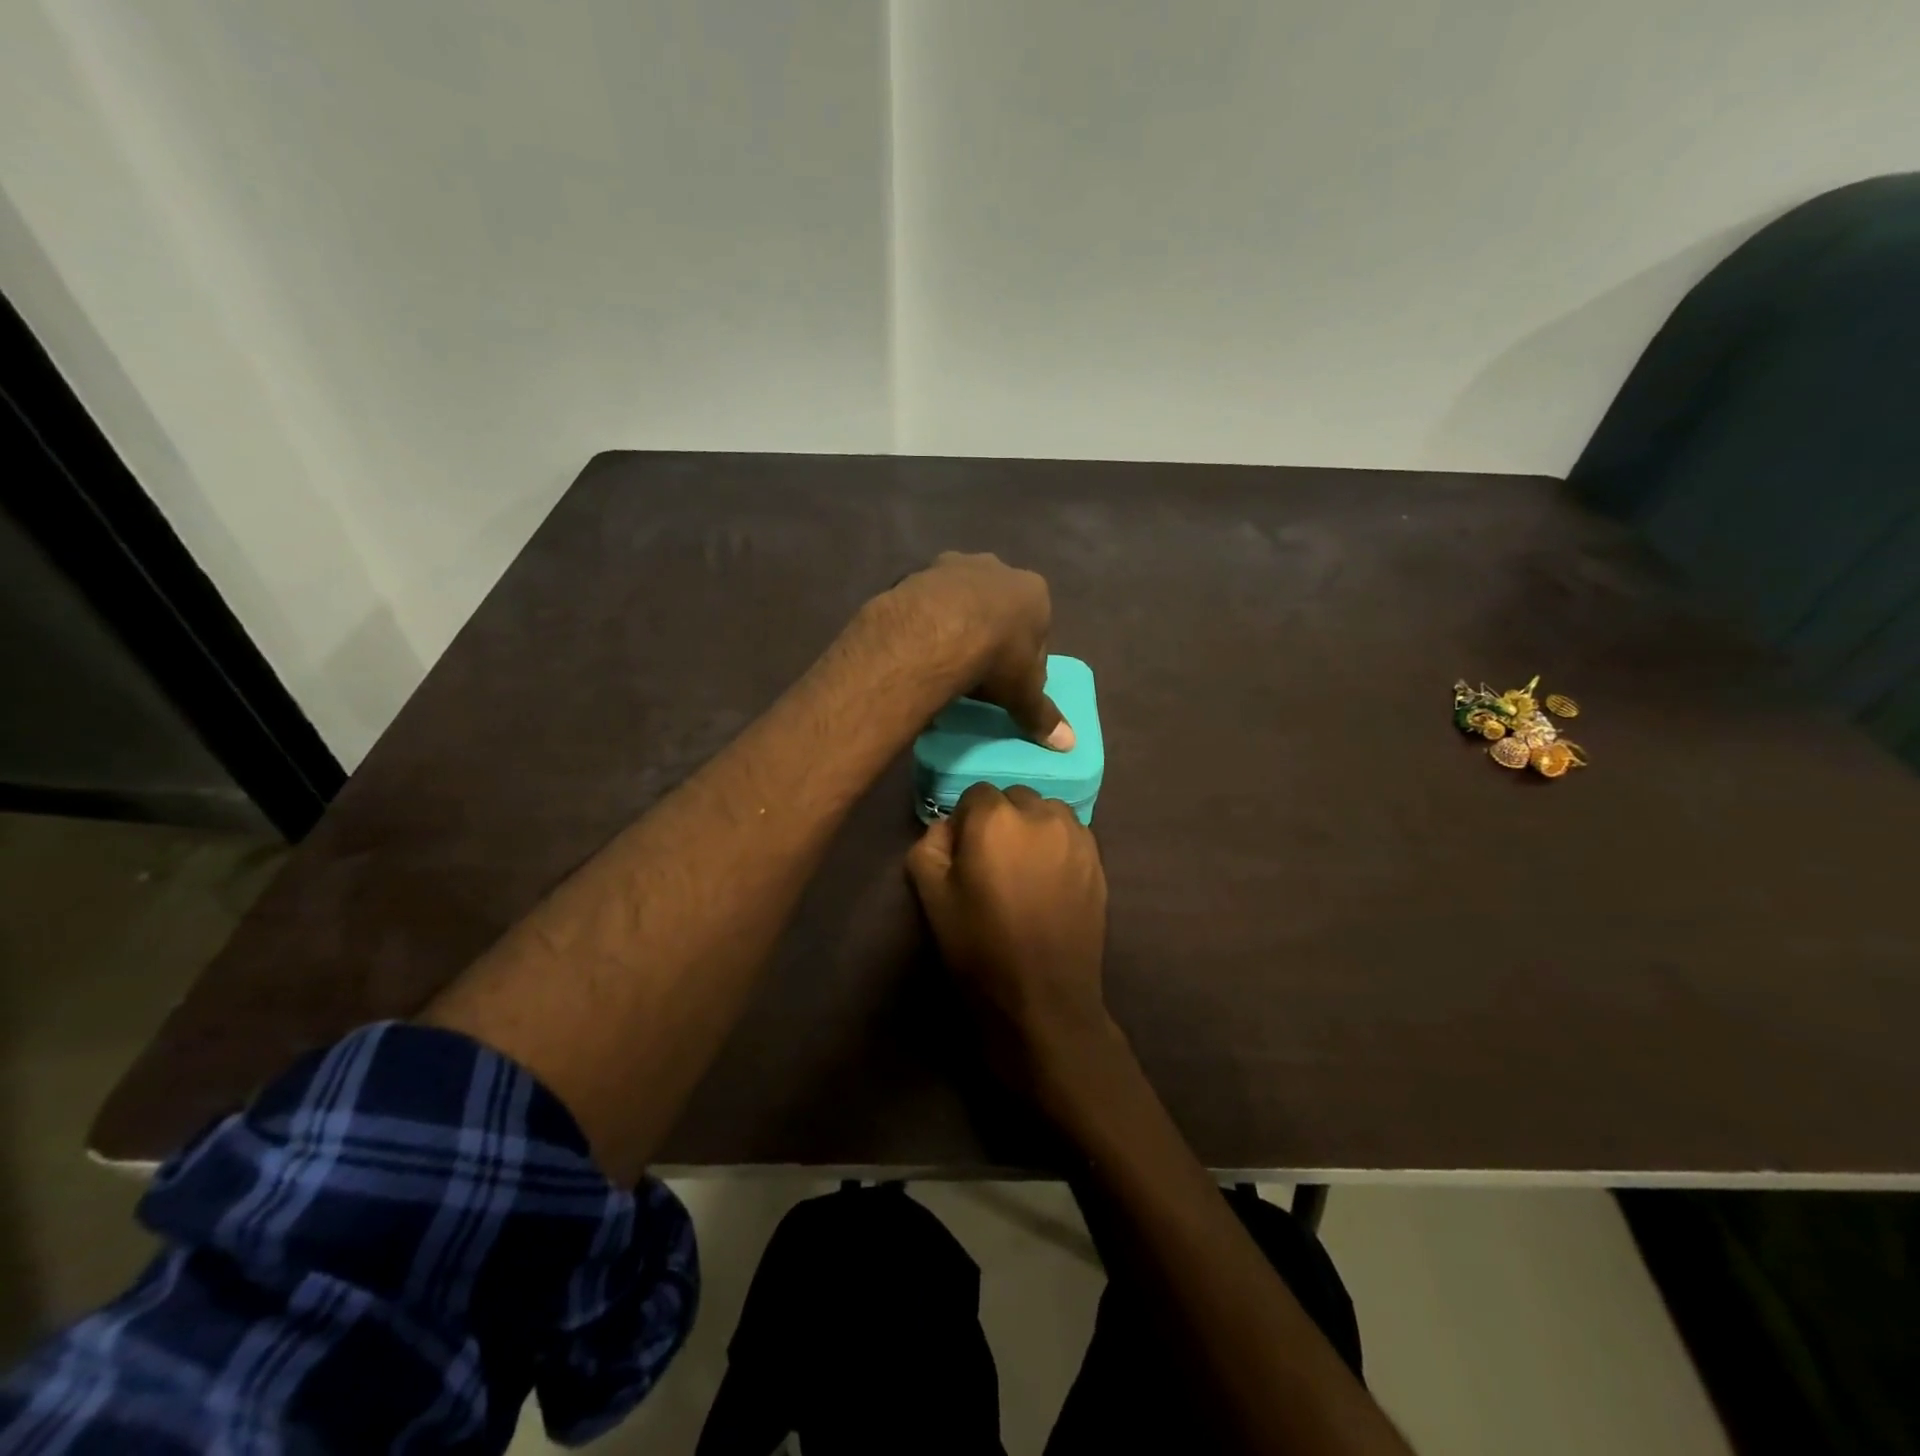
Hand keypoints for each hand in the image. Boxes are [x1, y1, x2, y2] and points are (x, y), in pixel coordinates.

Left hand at [881, 552, 1073, 749]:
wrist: (937, 632)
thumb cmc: (997, 658)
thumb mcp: (1024, 693)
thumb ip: (1043, 715)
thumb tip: (1068, 743)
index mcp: (1033, 592)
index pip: (1037, 627)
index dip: (1025, 656)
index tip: (1010, 680)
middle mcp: (997, 568)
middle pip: (997, 607)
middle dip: (990, 632)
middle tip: (976, 668)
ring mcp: (954, 565)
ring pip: (960, 599)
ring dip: (955, 623)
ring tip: (943, 659)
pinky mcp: (918, 573)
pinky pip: (926, 601)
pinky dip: (925, 621)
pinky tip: (919, 647)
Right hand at [906, 783, 1110, 1086]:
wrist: (1043, 997)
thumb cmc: (980, 946)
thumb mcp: (932, 896)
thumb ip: (930, 844)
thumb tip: (947, 827)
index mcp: (995, 819)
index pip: (975, 794)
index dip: (966, 822)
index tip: (964, 855)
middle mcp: (1041, 814)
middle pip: (1013, 799)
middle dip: (1000, 821)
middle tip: (994, 863)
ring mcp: (1075, 835)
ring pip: (1045, 812)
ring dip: (1032, 829)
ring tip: (1025, 870)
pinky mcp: (1097, 858)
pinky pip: (1070, 834)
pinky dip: (1056, 845)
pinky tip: (1050, 881)